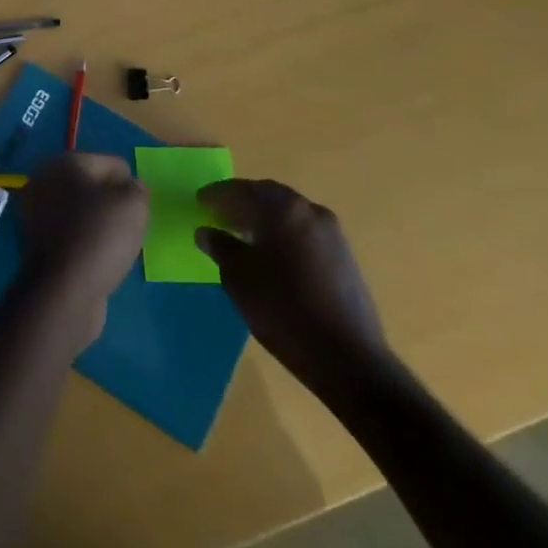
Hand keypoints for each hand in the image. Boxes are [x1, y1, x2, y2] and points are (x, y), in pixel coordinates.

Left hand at [15, 153, 148, 346]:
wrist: (64, 290)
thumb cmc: (100, 236)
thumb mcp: (134, 204)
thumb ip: (137, 188)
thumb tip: (130, 188)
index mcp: (64, 162)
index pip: (113, 164)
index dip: (130, 187)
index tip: (136, 212)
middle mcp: (45, 180)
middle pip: (95, 186)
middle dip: (114, 204)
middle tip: (127, 229)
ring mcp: (37, 211)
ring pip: (84, 211)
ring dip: (102, 225)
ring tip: (115, 246)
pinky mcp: (38, 241)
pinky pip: (74, 233)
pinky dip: (87, 242)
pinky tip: (98, 259)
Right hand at [195, 179, 390, 399]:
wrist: (347, 358)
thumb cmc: (282, 309)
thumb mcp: (238, 277)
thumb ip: (220, 247)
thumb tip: (206, 232)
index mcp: (282, 209)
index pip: (242, 189)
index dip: (217, 194)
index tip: (200, 200)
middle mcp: (310, 211)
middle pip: (269, 197)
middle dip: (242, 202)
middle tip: (219, 214)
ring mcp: (332, 234)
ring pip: (289, 214)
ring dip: (264, 218)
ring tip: (241, 235)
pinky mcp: (344, 256)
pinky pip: (304, 232)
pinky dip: (283, 233)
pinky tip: (270, 254)